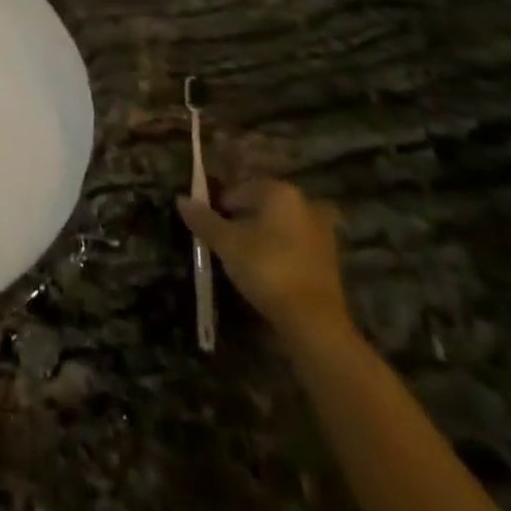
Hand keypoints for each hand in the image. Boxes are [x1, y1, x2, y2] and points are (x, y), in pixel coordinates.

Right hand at [178, 180, 348, 347]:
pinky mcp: (329, 261)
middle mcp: (304, 204)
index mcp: (280, 191)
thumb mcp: (226, 243)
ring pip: (279, 226)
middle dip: (242, 219)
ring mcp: (321, 233)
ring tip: (242, 258)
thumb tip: (181, 199)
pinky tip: (266, 271)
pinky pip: (294, 246)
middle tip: (224, 240)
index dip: (221, 205)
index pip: (240, 189)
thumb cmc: (266, 268)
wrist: (314, 322)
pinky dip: (279, 253)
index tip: (209, 226)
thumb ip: (203, 219)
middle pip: (262, 205)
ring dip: (261, 236)